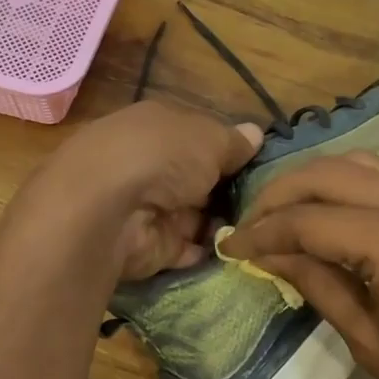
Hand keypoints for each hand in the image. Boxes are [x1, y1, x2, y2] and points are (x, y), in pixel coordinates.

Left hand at [16, 100, 262, 279]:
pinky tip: (240, 252)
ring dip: (222, 222)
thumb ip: (233, 142)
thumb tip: (255, 134)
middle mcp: (150, 164)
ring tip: (265, 229)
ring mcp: (147, 208)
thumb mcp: (208, 138)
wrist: (107, 209)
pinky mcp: (148, 247)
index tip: (263, 165)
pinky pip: (186, 249)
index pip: (198, 137)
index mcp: (157, 127)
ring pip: (194, 215)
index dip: (229, 151)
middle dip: (228, 190)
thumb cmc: (160, 156)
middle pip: (196, 178)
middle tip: (270, 203)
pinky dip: (207, 251)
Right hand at [222, 152, 378, 378]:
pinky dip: (347, 185)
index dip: (262, 233)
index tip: (231, 247)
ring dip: (313, 181)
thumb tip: (271, 255)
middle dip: (279, 194)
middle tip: (249, 224)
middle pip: (329, 174)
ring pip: (359, 163)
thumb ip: (317, 283)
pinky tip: (327, 211)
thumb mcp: (369, 340)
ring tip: (282, 212)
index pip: (309, 221)